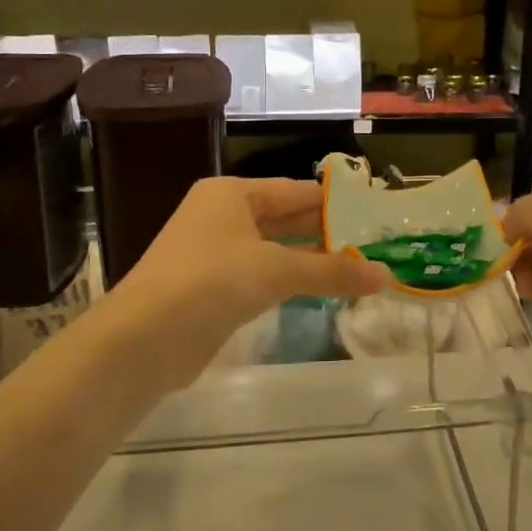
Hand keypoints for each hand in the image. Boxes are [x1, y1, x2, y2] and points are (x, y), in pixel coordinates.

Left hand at [106, 177, 391, 389]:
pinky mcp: (212, 288)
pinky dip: (289, 281)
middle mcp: (222, 215)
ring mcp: (214, 252)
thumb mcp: (277, 271)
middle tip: (375, 243)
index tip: (374, 214)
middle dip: (327, 232)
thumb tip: (387, 275)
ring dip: (311, 259)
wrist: (144, 339)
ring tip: (359, 267)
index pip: (295, 191)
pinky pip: (260, 276)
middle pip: (285, 218)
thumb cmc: (212, 282)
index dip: (335, 202)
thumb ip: (333, 272)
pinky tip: (320, 290)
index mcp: (232, 194)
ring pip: (274, 249)